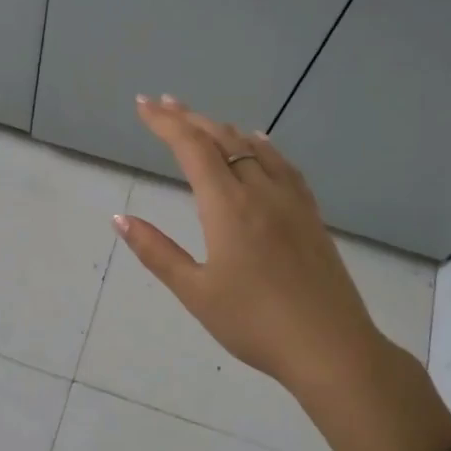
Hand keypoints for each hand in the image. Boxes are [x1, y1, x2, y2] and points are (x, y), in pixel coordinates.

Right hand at [114, 95, 389, 402]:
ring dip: (222, 128)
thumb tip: (120, 219)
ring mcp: (291, 200)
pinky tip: (259, 144)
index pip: (191, 148)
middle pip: (222, 138)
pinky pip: (282, 164)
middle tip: (163, 103)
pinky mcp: (311, 215)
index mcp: (228, 206)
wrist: (330, 347)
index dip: (165, 123)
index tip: (143, 105)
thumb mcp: (195, 292)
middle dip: (189, 117)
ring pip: (254, 147)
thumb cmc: (254, 323)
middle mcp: (260, 191)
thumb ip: (156, 251)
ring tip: (201, 121)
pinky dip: (261, 145)